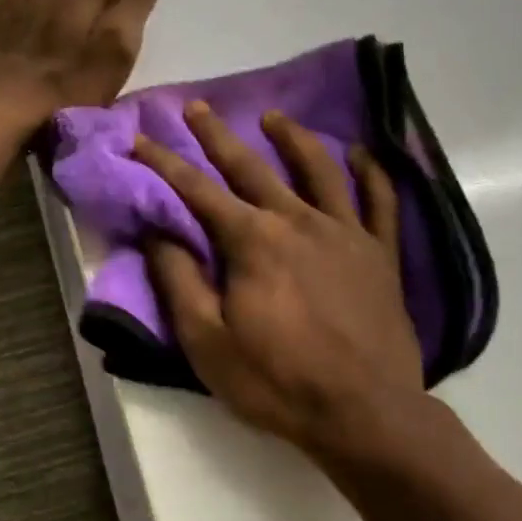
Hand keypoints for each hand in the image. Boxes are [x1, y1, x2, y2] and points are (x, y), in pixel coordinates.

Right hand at [132, 102, 426, 454]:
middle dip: (217, 136)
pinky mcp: (381, 253)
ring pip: (317, 169)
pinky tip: (360, 154)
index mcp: (252, 241)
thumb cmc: (277, 381)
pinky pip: (379, 201)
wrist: (364, 413)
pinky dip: (371, 172)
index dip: (164, 163)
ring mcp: (346, 233)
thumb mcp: (207, 341)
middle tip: (196, 107)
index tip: (140, 137)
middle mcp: (298, 221)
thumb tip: (158, 230)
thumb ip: (179, 280)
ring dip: (291, 138)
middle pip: (251, 167)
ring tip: (273, 117)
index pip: (197, 191)